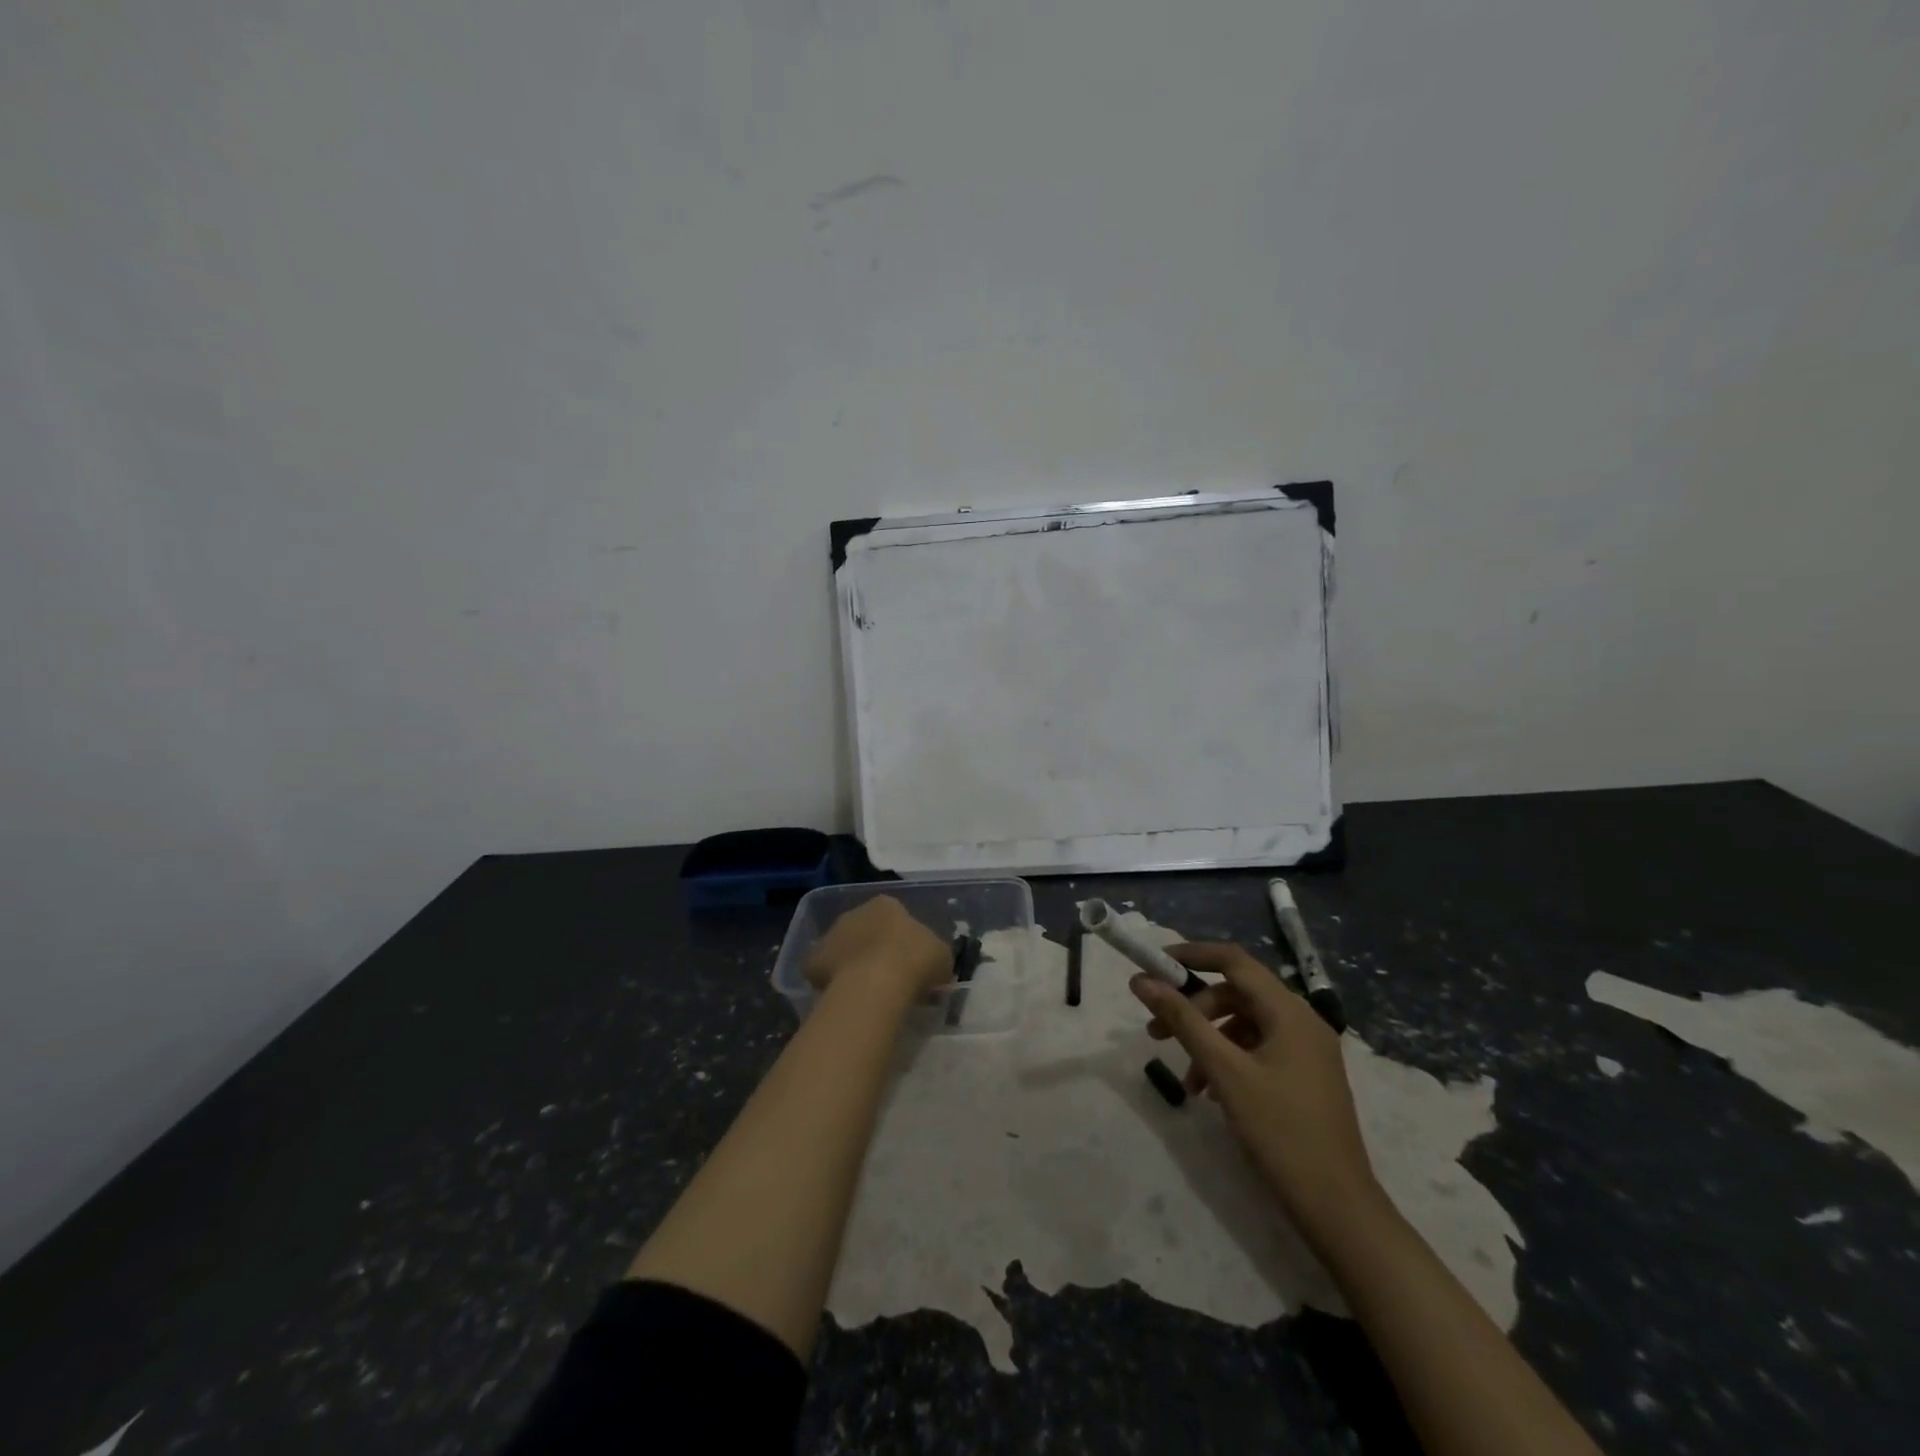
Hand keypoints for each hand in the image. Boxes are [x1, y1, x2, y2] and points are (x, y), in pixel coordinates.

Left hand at [806, 895, 951, 1001]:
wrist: (876, 984)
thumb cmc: (916, 961)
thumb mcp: (942, 957)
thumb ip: (935, 957)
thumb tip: (934, 968)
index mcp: (886, 905)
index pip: (893, 916)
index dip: (902, 939)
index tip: (910, 961)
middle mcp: (855, 913)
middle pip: (865, 930)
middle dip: (873, 949)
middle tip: (888, 977)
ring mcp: (831, 935)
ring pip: (843, 949)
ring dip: (851, 964)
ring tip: (866, 993)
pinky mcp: (813, 961)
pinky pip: (823, 972)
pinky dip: (831, 983)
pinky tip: (845, 999)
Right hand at [1132, 942, 1383, 1243]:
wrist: (1338, 1209)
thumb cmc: (1281, 1132)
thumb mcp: (1224, 1071)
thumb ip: (1183, 1020)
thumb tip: (1141, 980)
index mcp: (1289, 1012)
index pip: (1234, 961)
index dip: (1191, 955)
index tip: (1153, 965)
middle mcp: (1301, 1021)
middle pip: (1236, 994)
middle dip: (1193, 1008)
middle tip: (1156, 1032)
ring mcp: (1306, 1050)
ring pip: (1244, 1024)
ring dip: (1208, 1040)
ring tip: (1185, 1079)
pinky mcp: (1305, 1076)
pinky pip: (1258, 1049)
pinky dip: (1228, 1060)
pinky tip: (1210, 1092)